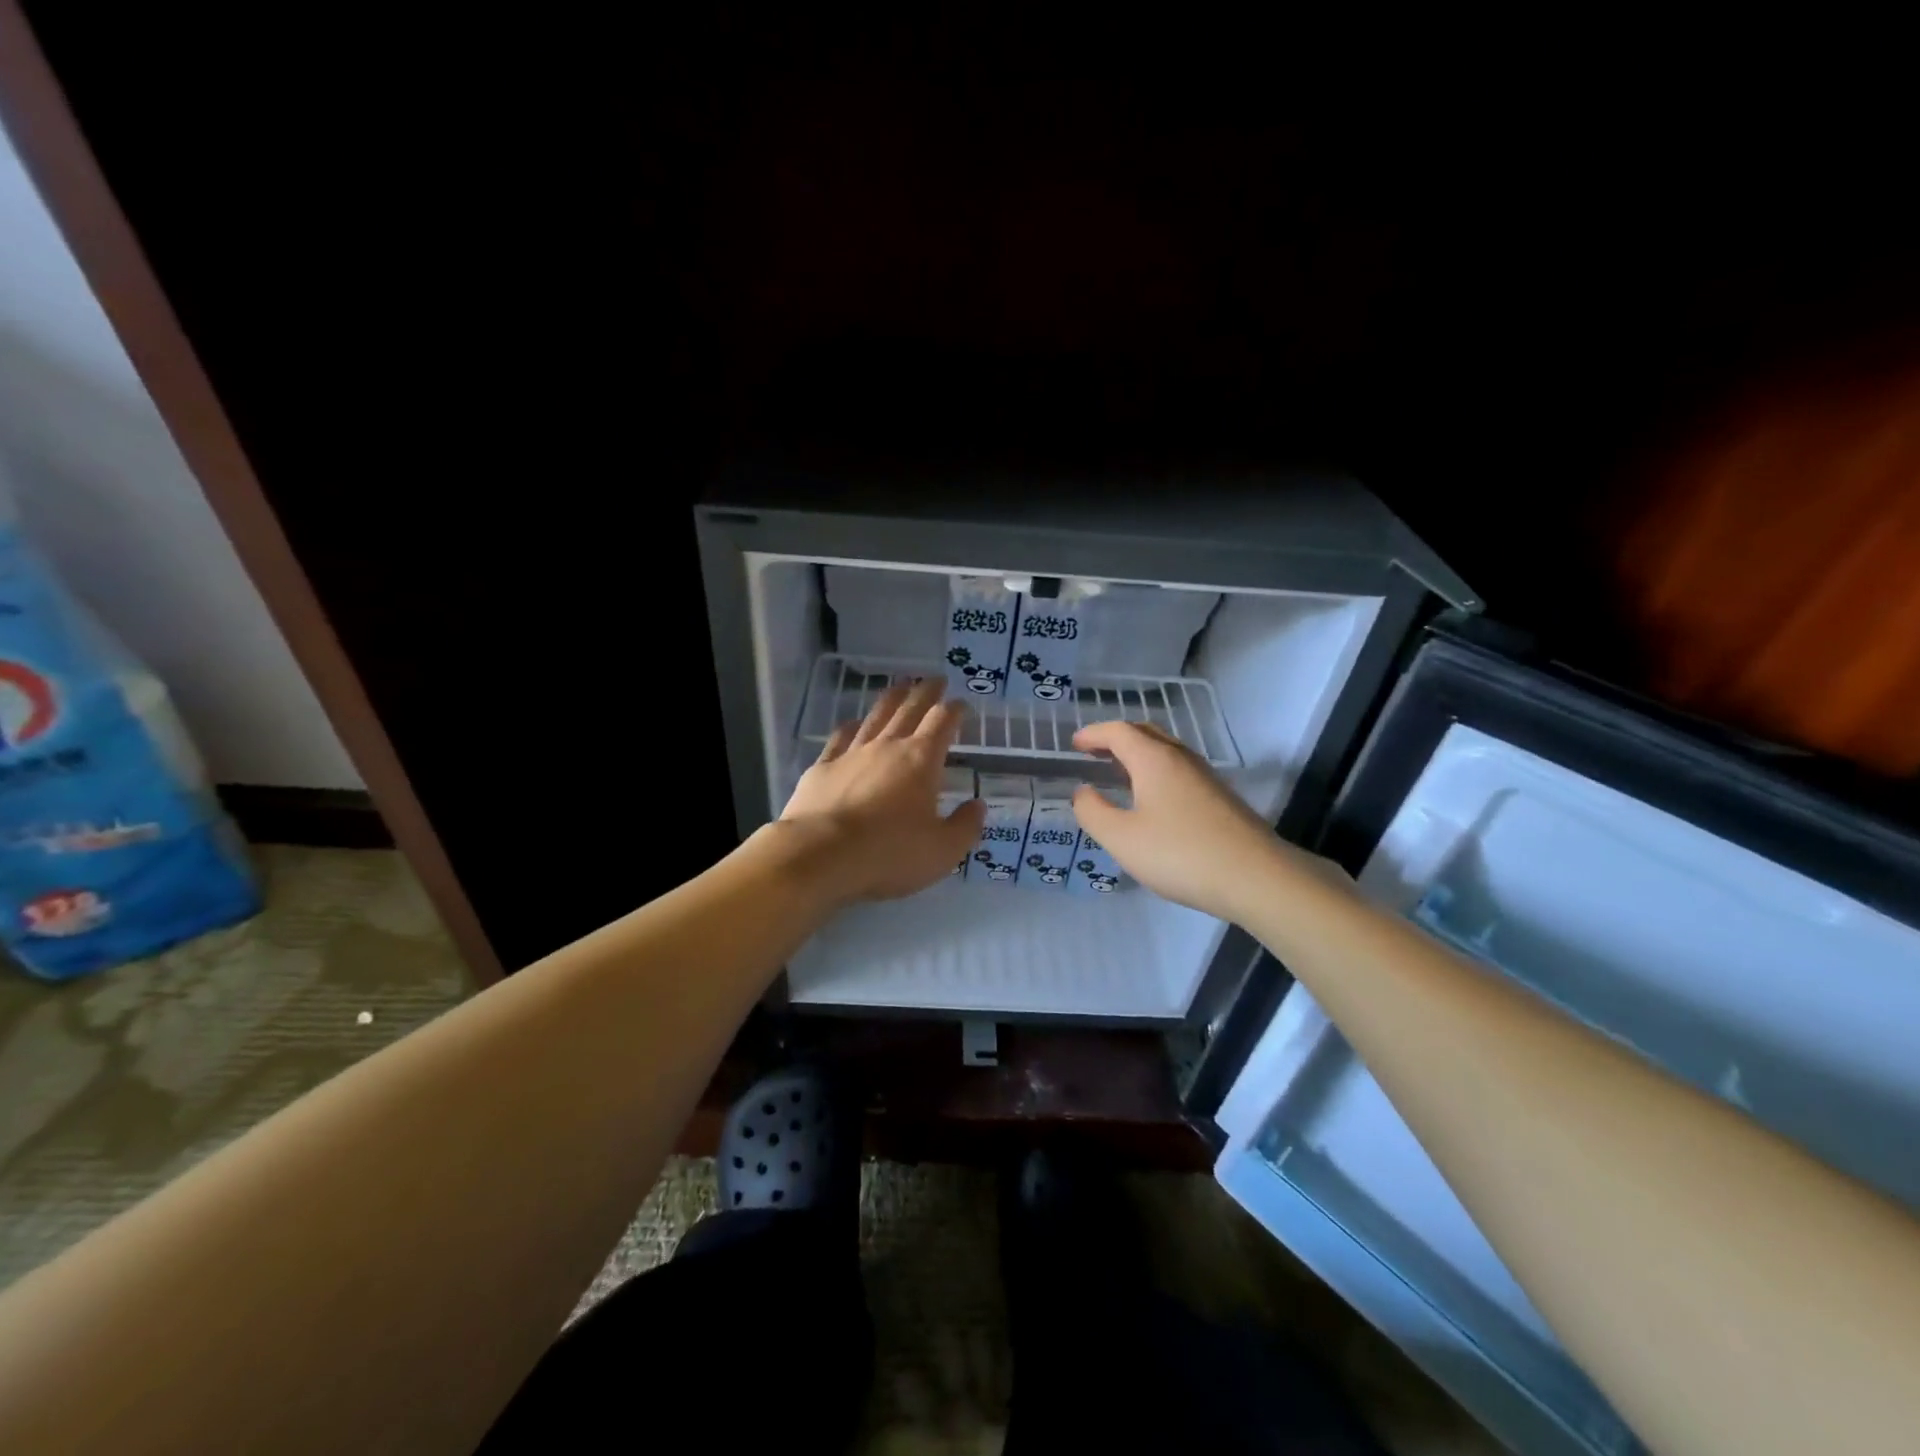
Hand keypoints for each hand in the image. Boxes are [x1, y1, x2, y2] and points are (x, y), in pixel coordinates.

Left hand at [777, 678, 985, 905]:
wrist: (820, 854)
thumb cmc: (889, 853)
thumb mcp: (943, 850)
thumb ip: (965, 826)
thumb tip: (978, 805)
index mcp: (921, 760)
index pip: (943, 722)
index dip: (955, 710)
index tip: (961, 704)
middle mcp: (887, 746)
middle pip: (909, 709)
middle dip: (925, 692)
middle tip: (934, 679)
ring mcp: (852, 753)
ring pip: (875, 716)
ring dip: (891, 698)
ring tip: (900, 685)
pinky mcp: (822, 767)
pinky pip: (840, 738)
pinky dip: (850, 727)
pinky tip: (853, 723)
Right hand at [1070, 721, 1327, 923]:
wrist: (1257, 878)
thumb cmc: (1180, 854)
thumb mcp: (1122, 839)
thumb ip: (1093, 812)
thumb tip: (1083, 792)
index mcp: (1154, 760)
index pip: (1118, 732)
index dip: (1093, 734)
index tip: (1074, 744)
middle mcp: (1181, 759)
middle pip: (1145, 733)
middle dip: (1116, 738)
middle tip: (1094, 753)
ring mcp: (1206, 777)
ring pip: (1166, 752)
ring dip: (1139, 754)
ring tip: (1119, 774)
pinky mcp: (1221, 799)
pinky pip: (1180, 771)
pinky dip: (1157, 772)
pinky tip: (1153, 800)